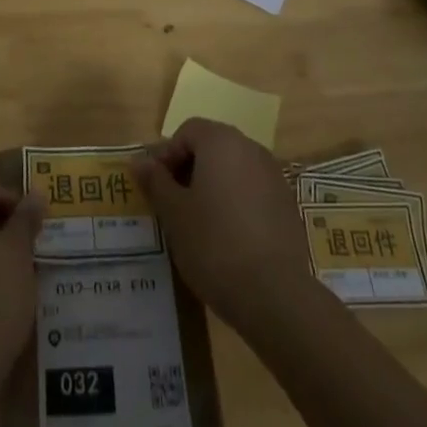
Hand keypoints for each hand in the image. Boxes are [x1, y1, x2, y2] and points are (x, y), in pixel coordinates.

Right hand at [134, 119, 314, 333]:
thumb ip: (156, 181)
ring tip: (198, 223)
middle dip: (189, 169)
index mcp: (221, 141)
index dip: (167, 155)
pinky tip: (227, 237)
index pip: (187, 131)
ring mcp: (273, 176)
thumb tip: (139, 160)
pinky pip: (252, 191)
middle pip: (211, 146)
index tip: (156, 187)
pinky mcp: (287, 205)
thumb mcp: (174, 213)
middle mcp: (250, 148)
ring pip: (233, 169)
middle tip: (173, 203)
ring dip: (212, 186)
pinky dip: (235, 203)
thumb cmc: (214, 244)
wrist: (276, 295)